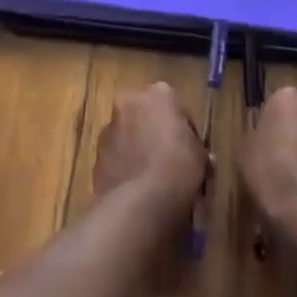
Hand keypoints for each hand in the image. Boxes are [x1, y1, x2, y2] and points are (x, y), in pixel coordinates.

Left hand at [94, 82, 206, 216]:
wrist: (140, 202)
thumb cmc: (178, 168)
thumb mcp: (200, 156)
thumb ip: (195, 148)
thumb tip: (195, 155)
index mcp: (159, 94)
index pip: (174, 106)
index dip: (184, 130)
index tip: (190, 151)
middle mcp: (130, 102)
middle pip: (147, 116)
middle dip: (156, 135)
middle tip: (172, 163)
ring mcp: (109, 128)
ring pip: (129, 135)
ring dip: (139, 149)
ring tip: (154, 180)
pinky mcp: (96, 155)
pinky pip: (116, 157)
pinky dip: (125, 167)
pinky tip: (138, 189)